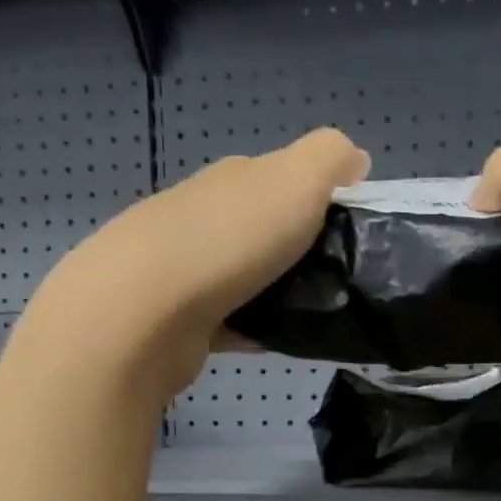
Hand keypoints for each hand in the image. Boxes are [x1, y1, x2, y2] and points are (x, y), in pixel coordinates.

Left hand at [32, 128, 368, 395]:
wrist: (144, 312)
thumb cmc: (230, 239)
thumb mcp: (296, 179)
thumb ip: (330, 159)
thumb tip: (356, 159)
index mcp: (234, 178)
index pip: (285, 178)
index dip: (323, 200)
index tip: (357, 233)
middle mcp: (206, 215)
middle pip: (266, 229)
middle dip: (303, 250)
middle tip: (342, 279)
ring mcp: (187, 268)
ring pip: (249, 276)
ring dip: (280, 291)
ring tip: (318, 315)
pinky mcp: (180, 318)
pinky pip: (232, 321)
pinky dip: (256, 329)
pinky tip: (278, 342)